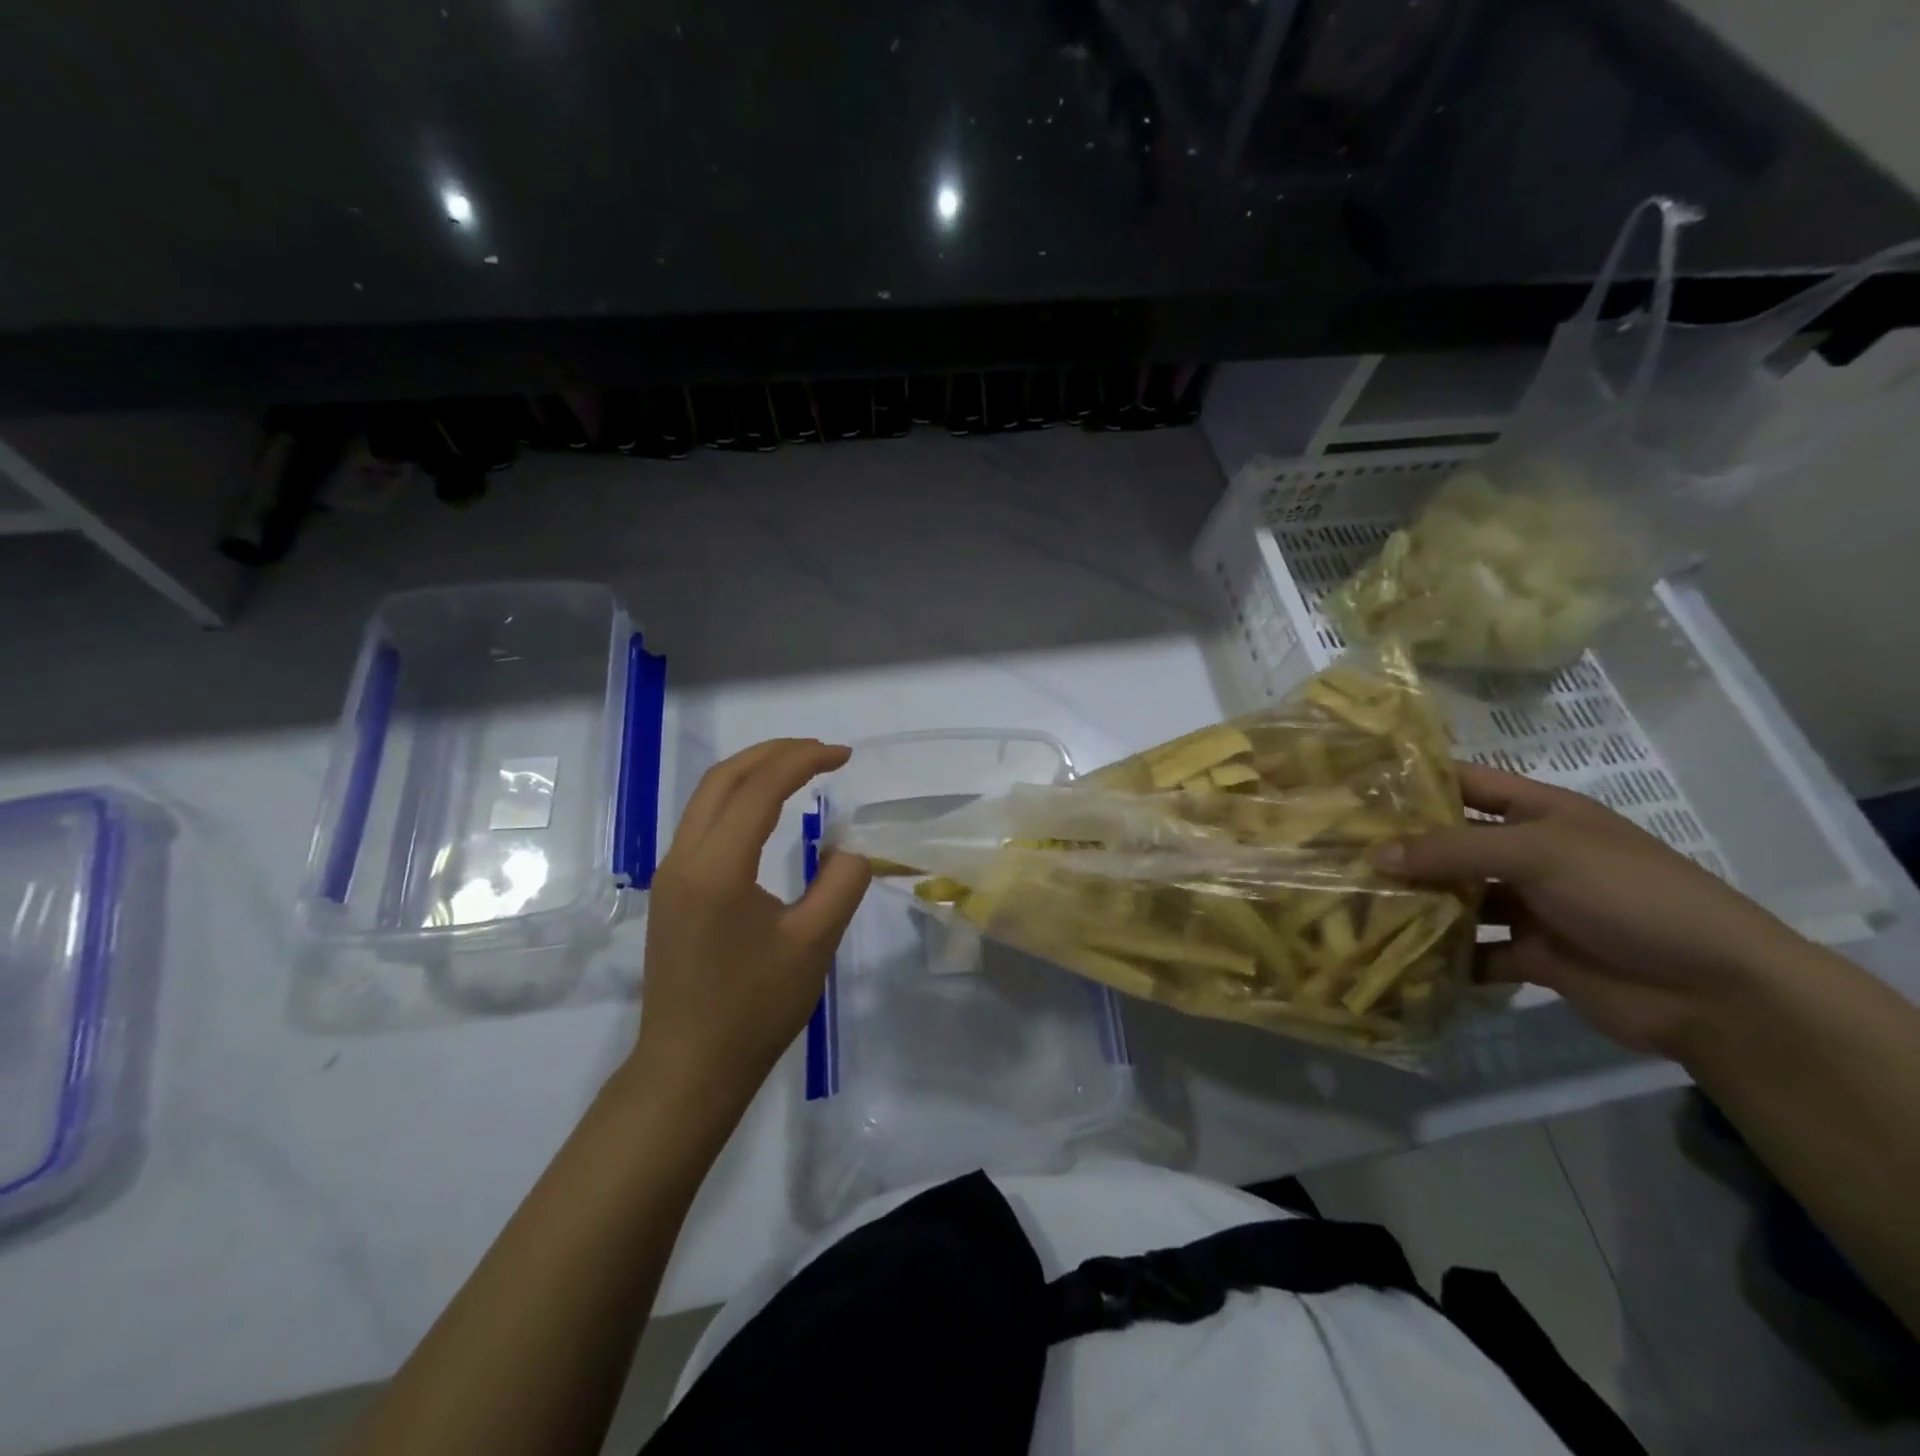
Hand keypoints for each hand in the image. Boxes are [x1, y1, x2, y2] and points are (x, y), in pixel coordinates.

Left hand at [630, 739, 870, 1109]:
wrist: (688, 1068)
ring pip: (707, 796)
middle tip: (823, 752)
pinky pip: (702, 822)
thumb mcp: (813, 946)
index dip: (804, 761)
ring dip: (753, 772)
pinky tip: (767, 812)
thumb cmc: (754, 1010)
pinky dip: (738, 799)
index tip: (844, 755)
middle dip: (774, 753)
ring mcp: (670, 873)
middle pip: (723, 778)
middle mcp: (683, 858)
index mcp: (717, 868)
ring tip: (800, 770)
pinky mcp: (670, 890)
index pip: (759, 789)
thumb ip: (841, 884)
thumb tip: (850, 848)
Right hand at [1375, 764, 1809, 1057]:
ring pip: (1456, 898)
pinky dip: (1441, 956)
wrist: (1717, 992)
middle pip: (1451, 843)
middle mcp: (1529, 854)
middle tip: (1334, 851)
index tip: (1354, 785)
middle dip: (1401, 848)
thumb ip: (1452, 851)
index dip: (1415, 780)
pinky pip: (1473, 951)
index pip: (1466, 782)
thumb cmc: (1629, 894)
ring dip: (1415, 903)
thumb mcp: (1539, 854)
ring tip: (1352, 904)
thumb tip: (1373, 855)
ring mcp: (1530, 906)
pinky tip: (1395, 956)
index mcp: (1540, 812)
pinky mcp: (1531, 955)